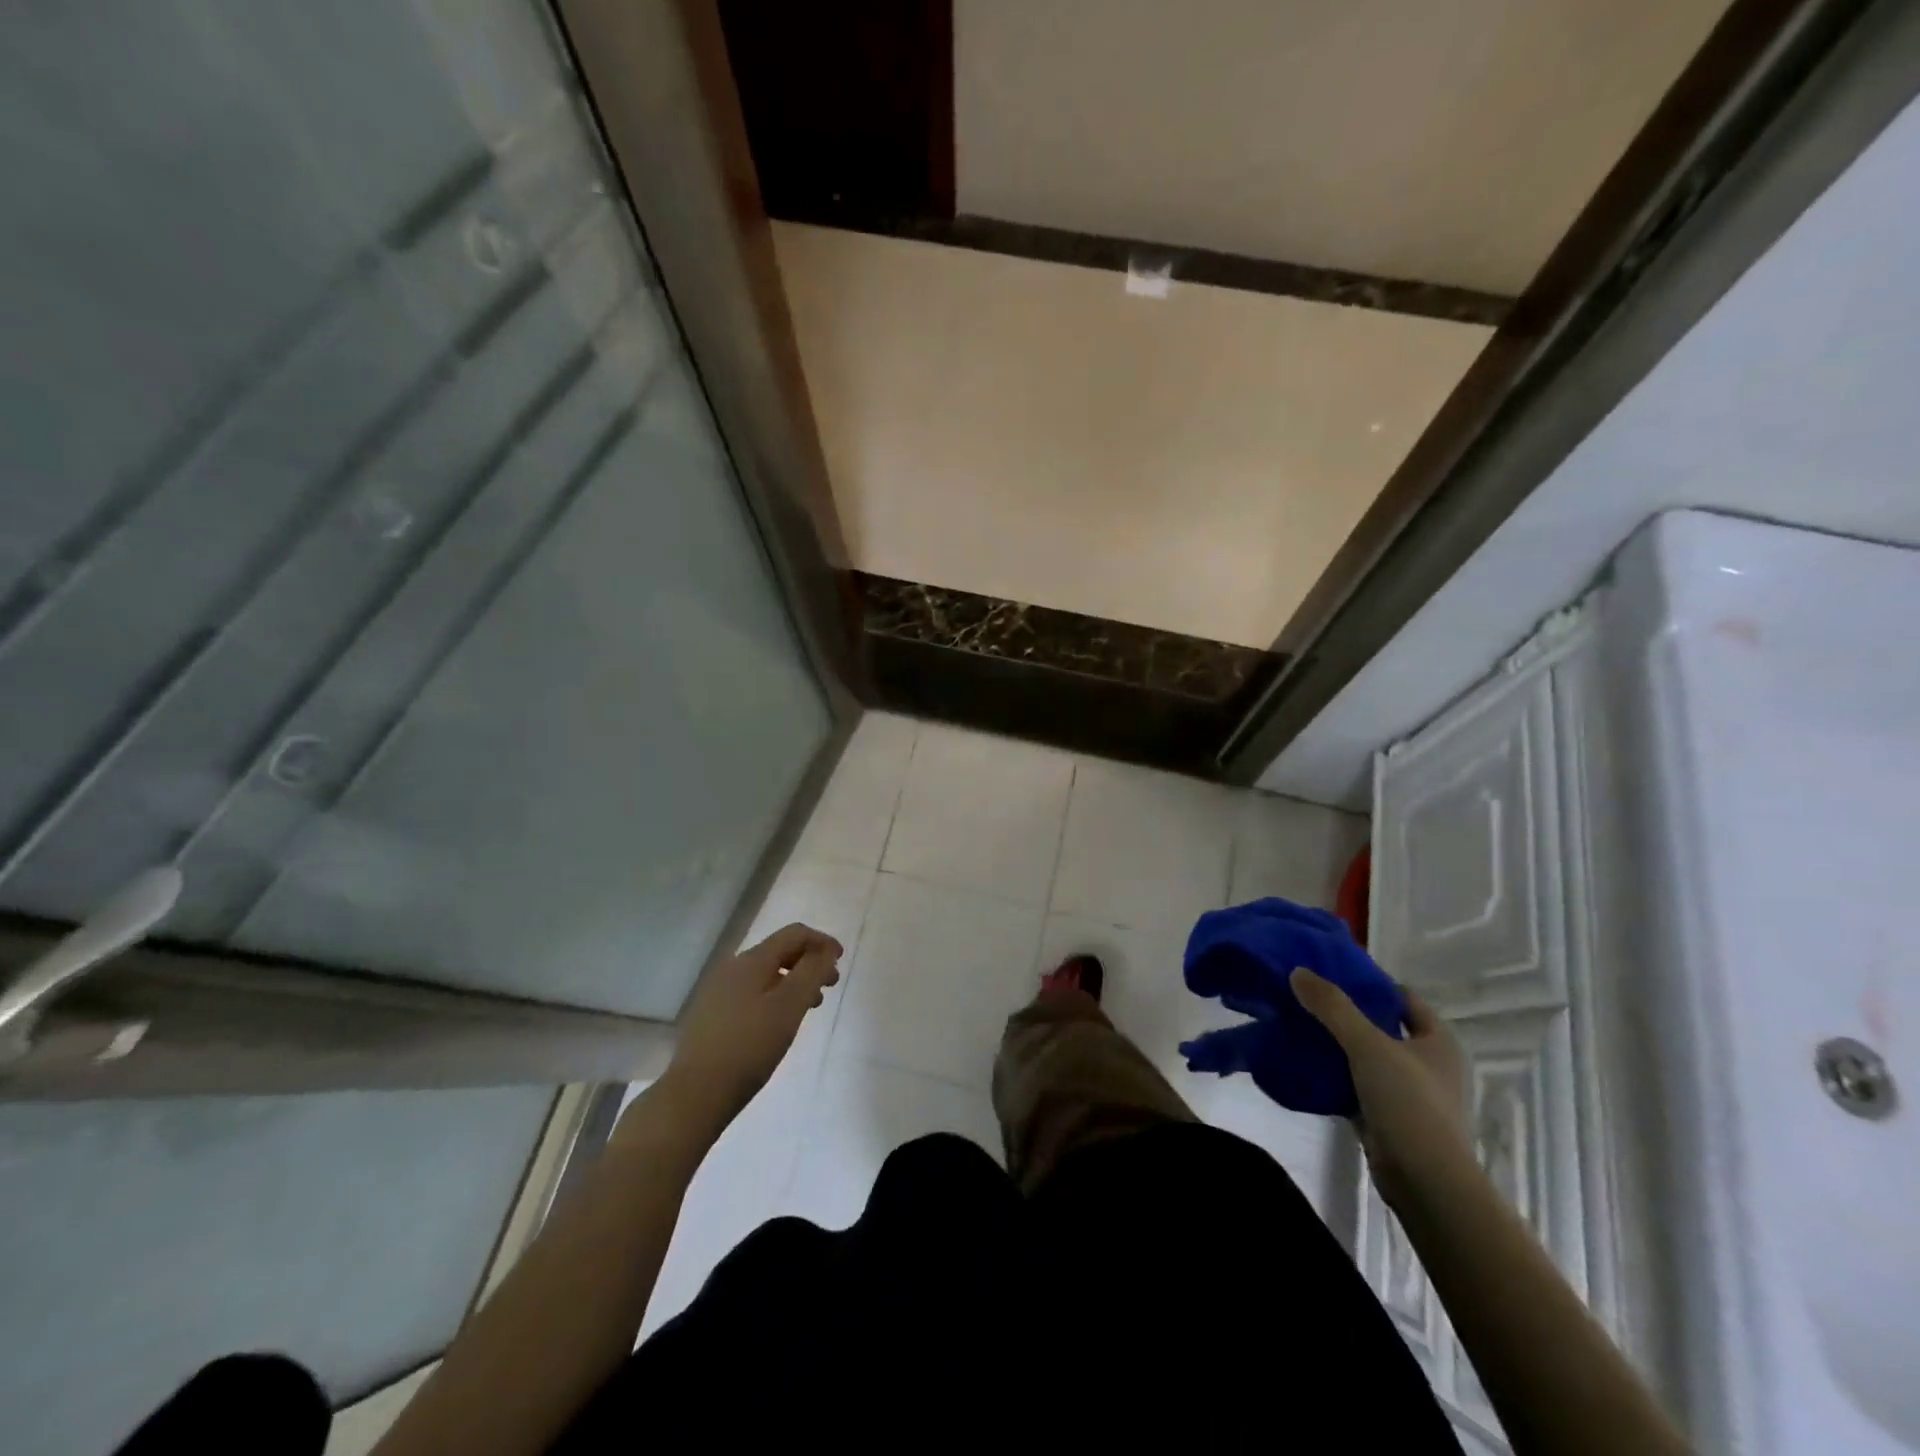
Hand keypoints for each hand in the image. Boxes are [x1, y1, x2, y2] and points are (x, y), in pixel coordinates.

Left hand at [664, 923, 841, 1127]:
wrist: (696, 1093)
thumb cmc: (750, 1046)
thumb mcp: (790, 1006)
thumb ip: (812, 972)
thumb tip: (826, 950)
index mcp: (752, 960)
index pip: (794, 934)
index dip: (821, 941)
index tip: (841, 960)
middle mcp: (733, 968)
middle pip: (779, 951)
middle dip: (809, 962)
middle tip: (830, 985)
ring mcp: (719, 991)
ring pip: (766, 974)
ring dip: (794, 981)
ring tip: (810, 1006)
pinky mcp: (712, 1014)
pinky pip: (752, 992)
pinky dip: (775, 996)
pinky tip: (779, 1021)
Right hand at [1291, 968, 1471, 1208]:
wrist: (1424, 1180)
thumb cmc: (1408, 1101)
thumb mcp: (1367, 1044)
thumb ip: (1332, 1007)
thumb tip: (1298, 971)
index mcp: (1437, 1041)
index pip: (1403, 998)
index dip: (1370, 984)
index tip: (1331, 973)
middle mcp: (1428, 1065)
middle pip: (1381, 1027)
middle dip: (1346, 1014)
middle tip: (1307, 998)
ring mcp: (1409, 1094)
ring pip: (1366, 1058)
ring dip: (1337, 1046)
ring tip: (1298, 1026)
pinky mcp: (1388, 1119)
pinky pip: (1356, 1087)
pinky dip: (1334, 1076)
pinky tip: (1304, 1065)